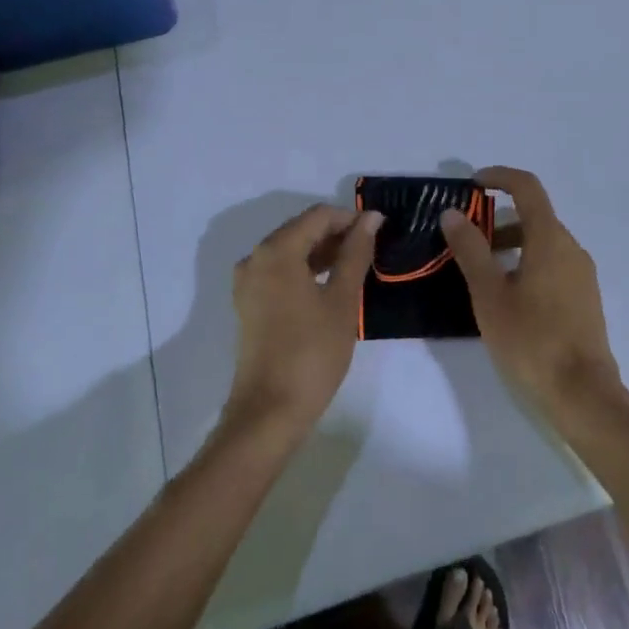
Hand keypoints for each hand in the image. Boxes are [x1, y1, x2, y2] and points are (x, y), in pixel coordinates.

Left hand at [226, 204, 381, 434]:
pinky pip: (280, 271)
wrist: (269, 412)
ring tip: (356, 266)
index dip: (351, 218)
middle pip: (302, 229)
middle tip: (371, 250)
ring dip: (322, 252)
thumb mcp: (342, 300)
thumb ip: (356, 253)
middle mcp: (256, 257)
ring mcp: (248, 282)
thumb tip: (371, 218)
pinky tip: (330, 285)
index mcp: (277, 250)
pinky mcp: (249, 303)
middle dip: (337, 234)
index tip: (380, 231)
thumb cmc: (312, 352)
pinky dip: (305, 270)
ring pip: (291, 250)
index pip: (319, 216)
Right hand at [440, 167, 622, 417]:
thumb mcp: (489, 294)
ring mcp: (582, 274)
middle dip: (497, 220)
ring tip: (480, 274)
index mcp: (550, 239)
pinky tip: (507, 298)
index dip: (499, 177)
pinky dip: (526, 264)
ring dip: (511, 245)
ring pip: (543, 243)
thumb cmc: (531, 340)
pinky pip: (552, 265)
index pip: (527, 187)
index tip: (472, 184)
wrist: (583, 395)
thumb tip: (453, 213)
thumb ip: (470, 249)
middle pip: (534, 216)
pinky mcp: (584, 299)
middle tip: (465, 241)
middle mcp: (571, 248)